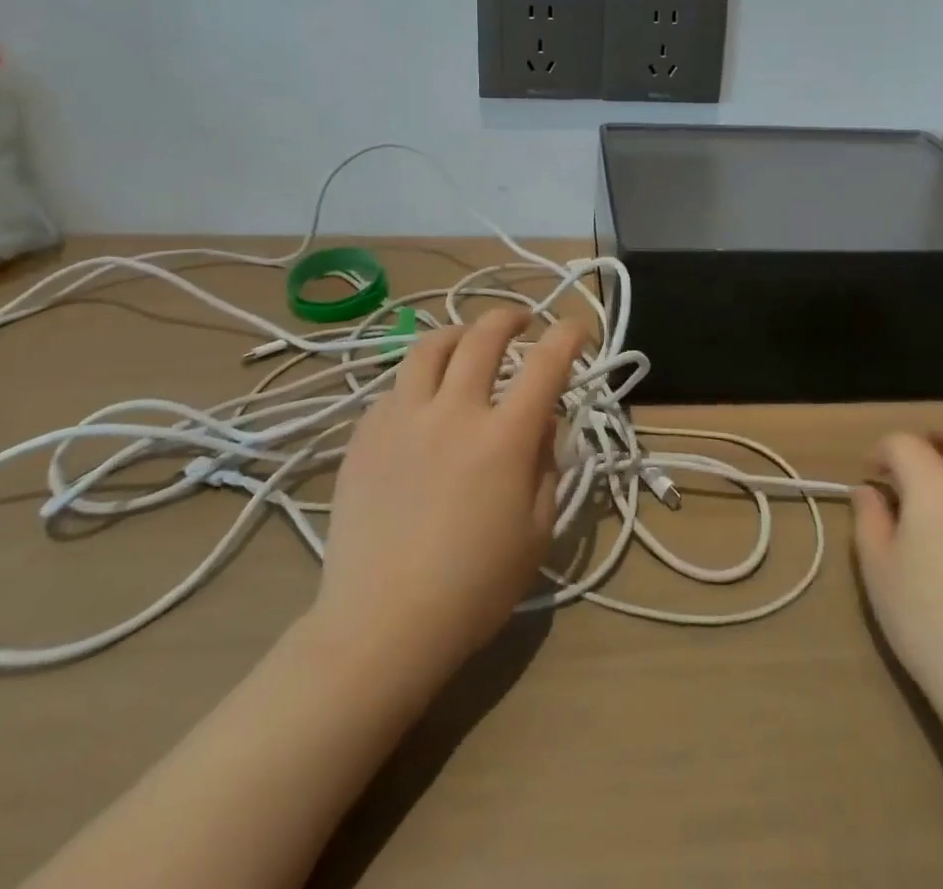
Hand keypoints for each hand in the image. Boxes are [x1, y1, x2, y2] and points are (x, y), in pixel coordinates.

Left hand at [310, 308, 585, 694]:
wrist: (382, 625)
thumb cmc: (474, 588)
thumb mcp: (537, 531)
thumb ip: (547, 464)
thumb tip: (542, 420)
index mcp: (504, 438)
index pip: (546, 364)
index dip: (568, 335)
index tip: (578, 327)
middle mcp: (453, 413)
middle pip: (483, 336)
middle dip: (510, 316)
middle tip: (522, 321)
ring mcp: (402, 419)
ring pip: (429, 347)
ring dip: (458, 334)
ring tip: (468, 342)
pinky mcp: (365, 435)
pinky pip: (396, 387)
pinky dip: (420, 380)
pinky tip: (425, 401)